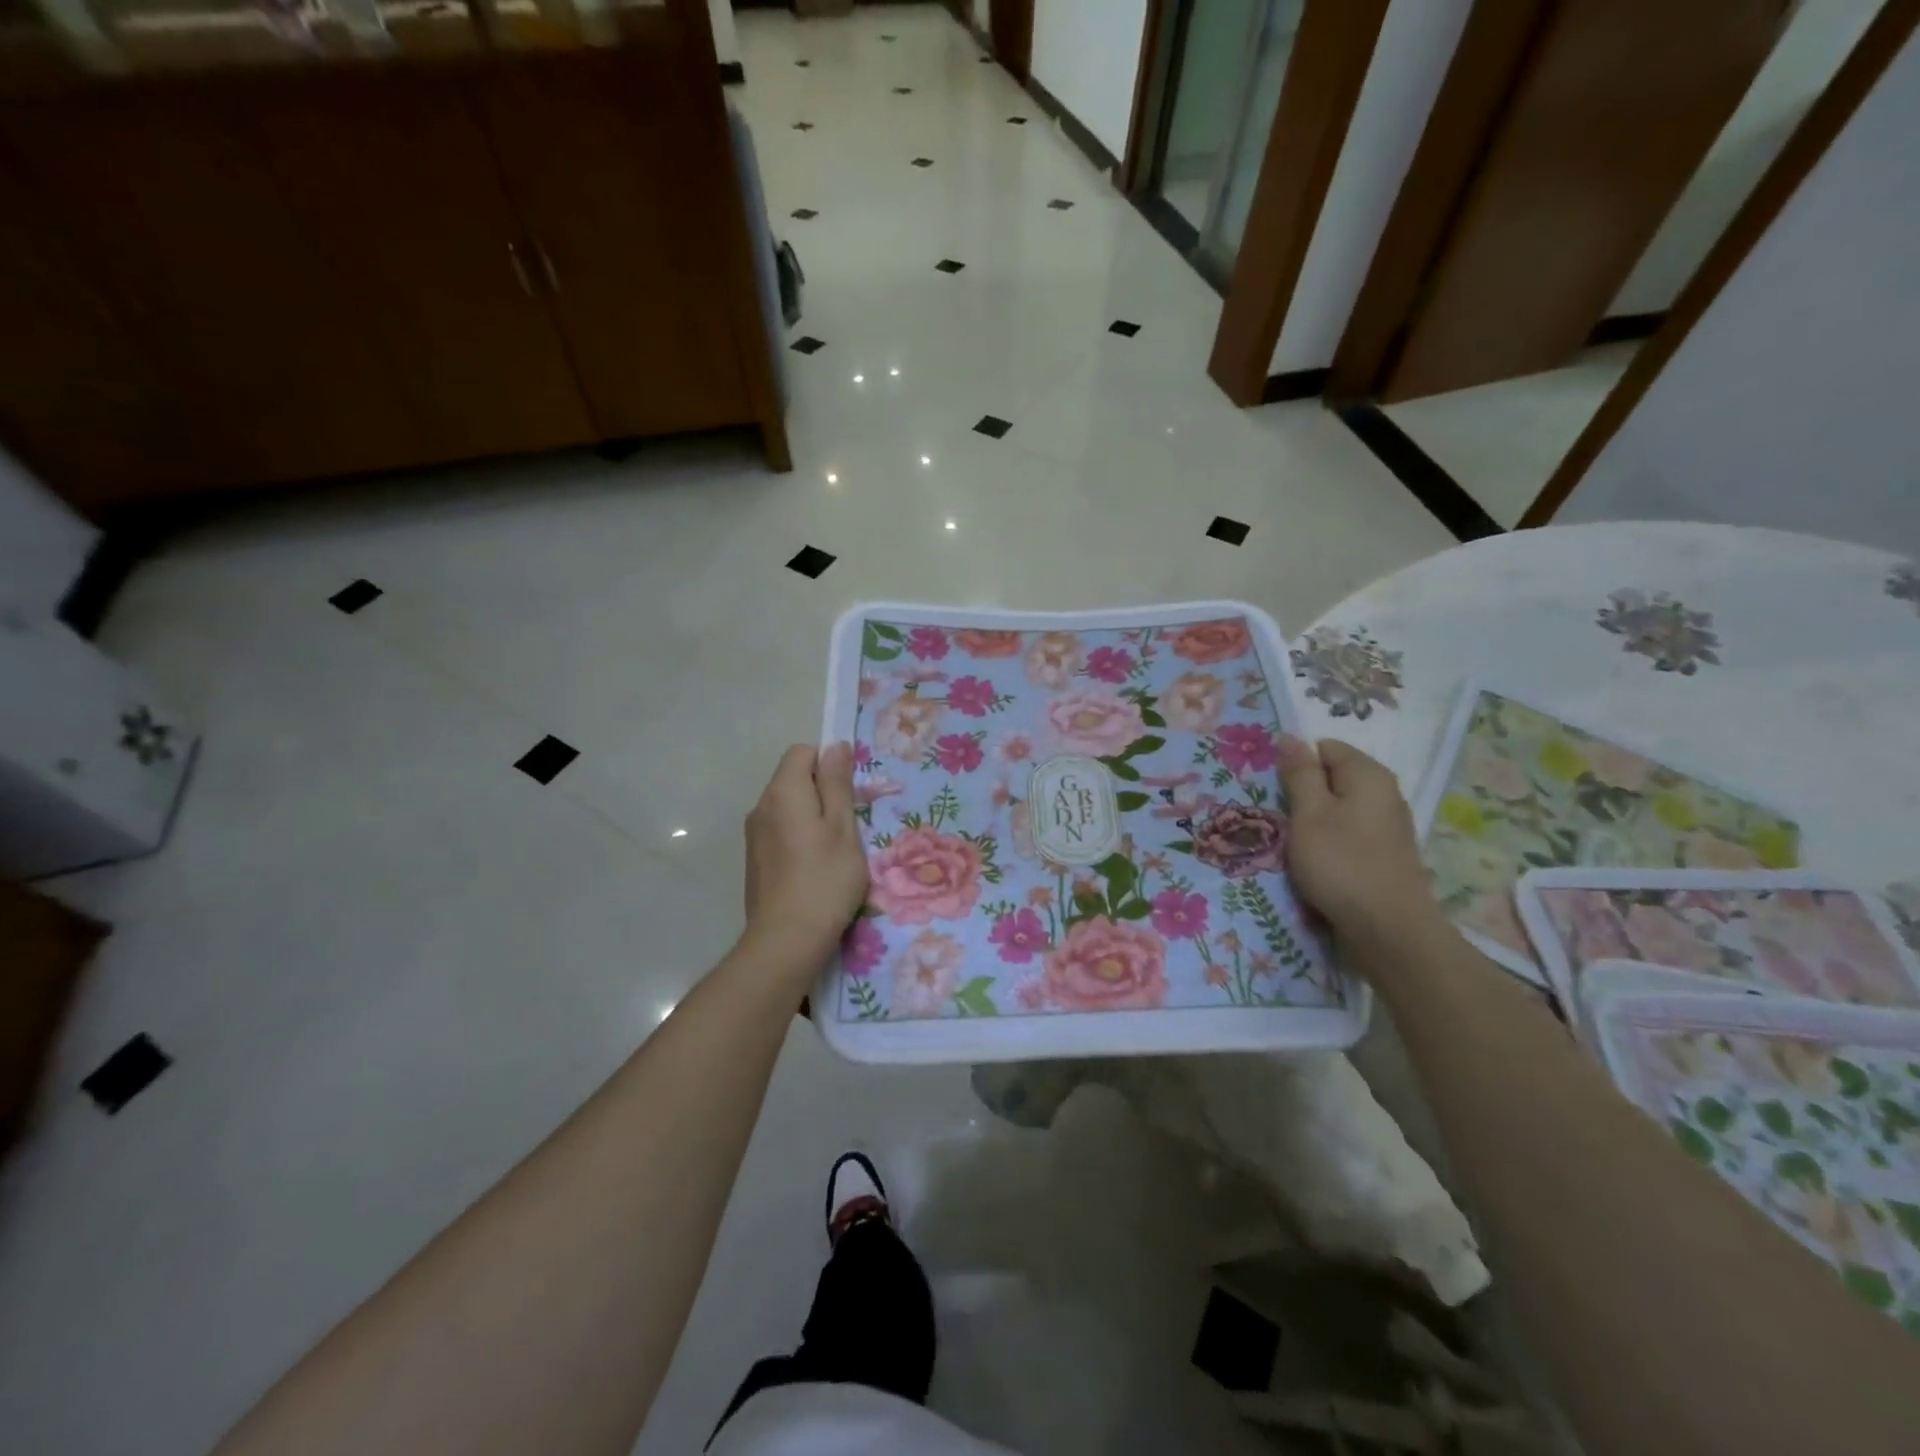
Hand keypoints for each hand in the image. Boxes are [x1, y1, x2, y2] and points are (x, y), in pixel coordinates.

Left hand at [743, 743, 868, 965]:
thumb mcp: (843, 828)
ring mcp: (754, 835)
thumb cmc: (825, 879)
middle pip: (793, 779)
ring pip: (787, 807)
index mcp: (783, 792)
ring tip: (834, 850)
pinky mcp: (754, 859)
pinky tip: (814, 868)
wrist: (786, 941)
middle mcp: (761, 806)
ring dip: (811, 817)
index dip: (828, 763)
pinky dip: (798, 837)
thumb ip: (837, 784)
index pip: (802, 752)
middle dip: (822, 792)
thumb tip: (835, 746)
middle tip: (848, 825)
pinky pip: (779, 831)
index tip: (849, 794)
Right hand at [1278, 735, 1442, 942]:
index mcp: (1368, 774)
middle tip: (1278, 817)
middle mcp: (1384, 793)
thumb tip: (1290, 737)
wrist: (1388, 930)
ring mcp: (1387, 825)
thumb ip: (1299, 773)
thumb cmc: (1341, 863)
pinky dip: (1328, 841)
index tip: (1274, 790)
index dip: (1296, 763)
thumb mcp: (1309, 813)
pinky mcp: (1384, 854)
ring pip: (1338, 808)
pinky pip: (1347, 833)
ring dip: (1312, 820)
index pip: (1324, 747)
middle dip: (1303, 793)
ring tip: (1291, 842)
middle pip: (1333, 778)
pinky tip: (1314, 862)